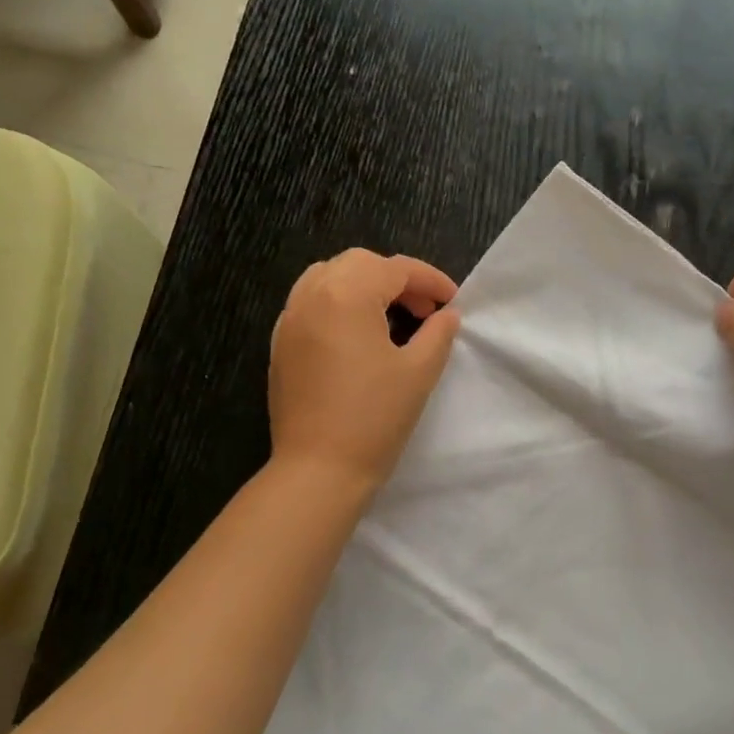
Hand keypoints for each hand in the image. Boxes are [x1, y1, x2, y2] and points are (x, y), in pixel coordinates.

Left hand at [269, 249, 462, 491]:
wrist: (319, 469)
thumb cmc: (375, 418)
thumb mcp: (419, 372)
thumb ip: (438, 334)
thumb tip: (446, 315)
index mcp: (346, 295)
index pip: (395, 269)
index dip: (430, 280)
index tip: (453, 301)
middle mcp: (311, 296)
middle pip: (359, 264)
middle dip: (396, 279)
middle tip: (424, 310)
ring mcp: (289, 320)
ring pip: (328, 277)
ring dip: (363, 286)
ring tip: (390, 317)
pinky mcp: (280, 345)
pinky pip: (310, 304)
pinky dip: (337, 304)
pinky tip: (357, 336)